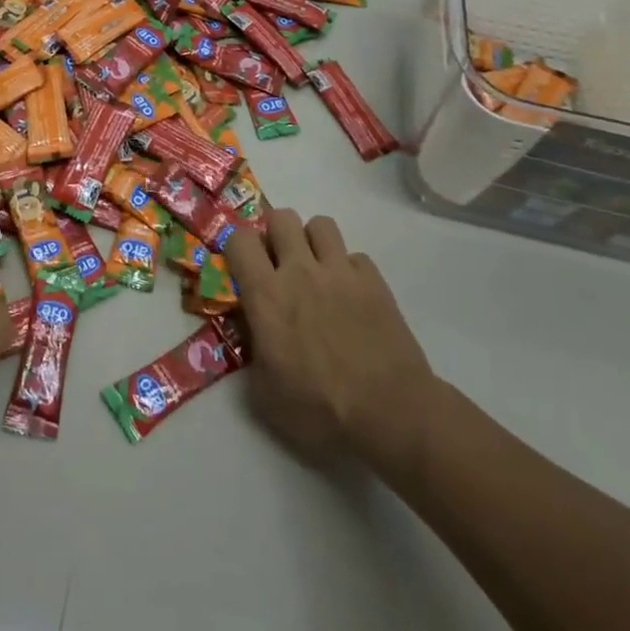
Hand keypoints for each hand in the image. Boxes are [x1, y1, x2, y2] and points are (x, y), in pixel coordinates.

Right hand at [228, 208, 441, 479]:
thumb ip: (251, 350)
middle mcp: (300, 271)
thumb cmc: (319, 408)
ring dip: (313, 242)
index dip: (239, 247)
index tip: (244, 267)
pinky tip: (352, 295)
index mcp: (266, 294)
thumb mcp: (264, 392)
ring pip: (321, 224)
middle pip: (282, 217)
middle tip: (281, 262)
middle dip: (277, 234)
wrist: (390, 413)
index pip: (240, 239)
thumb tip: (252, 330)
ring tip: (317, 269)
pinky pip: (356, 256)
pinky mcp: (374, 281)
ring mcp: (340, 272)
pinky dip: (350, 269)